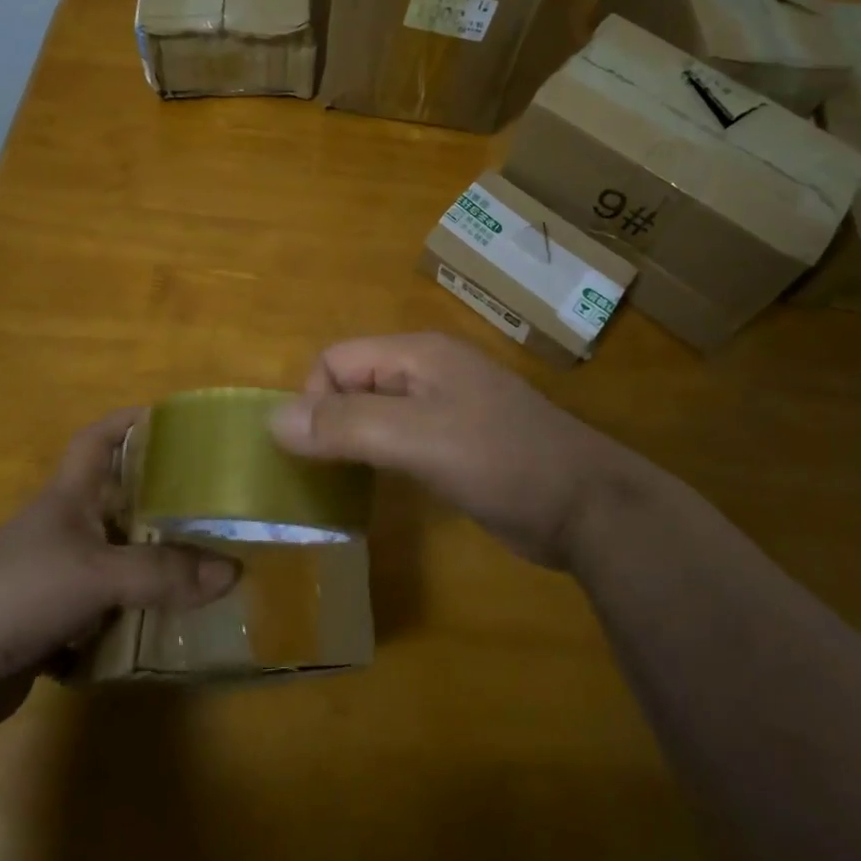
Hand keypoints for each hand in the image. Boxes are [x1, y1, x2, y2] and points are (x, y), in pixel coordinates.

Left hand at [0, 410, 239, 729]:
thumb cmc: (17, 589)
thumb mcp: (97, 573)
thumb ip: (162, 572)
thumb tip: (233, 571)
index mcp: (70, 496)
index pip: (99, 438)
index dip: (131, 421)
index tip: (173, 420)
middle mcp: (66, 528)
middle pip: (121, 501)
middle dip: (162, 502)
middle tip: (212, 503)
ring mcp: (57, 577)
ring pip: (117, 560)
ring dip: (151, 566)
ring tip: (204, 566)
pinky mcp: (51, 623)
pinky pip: (105, 612)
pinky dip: (131, 617)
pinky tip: (167, 624)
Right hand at [270, 333, 641, 567]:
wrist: (587, 506)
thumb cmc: (501, 461)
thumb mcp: (418, 440)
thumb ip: (347, 426)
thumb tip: (273, 420)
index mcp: (417, 354)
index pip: (336, 360)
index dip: (314, 402)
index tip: (314, 456)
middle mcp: (427, 370)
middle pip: (353, 383)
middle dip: (328, 422)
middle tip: (319, 478)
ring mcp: (445, 406)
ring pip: (375, 412)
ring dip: (350, 442)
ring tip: (336, 488)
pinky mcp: (457, 440)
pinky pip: (399, 438)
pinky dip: (378, 457)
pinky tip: (376, 490)